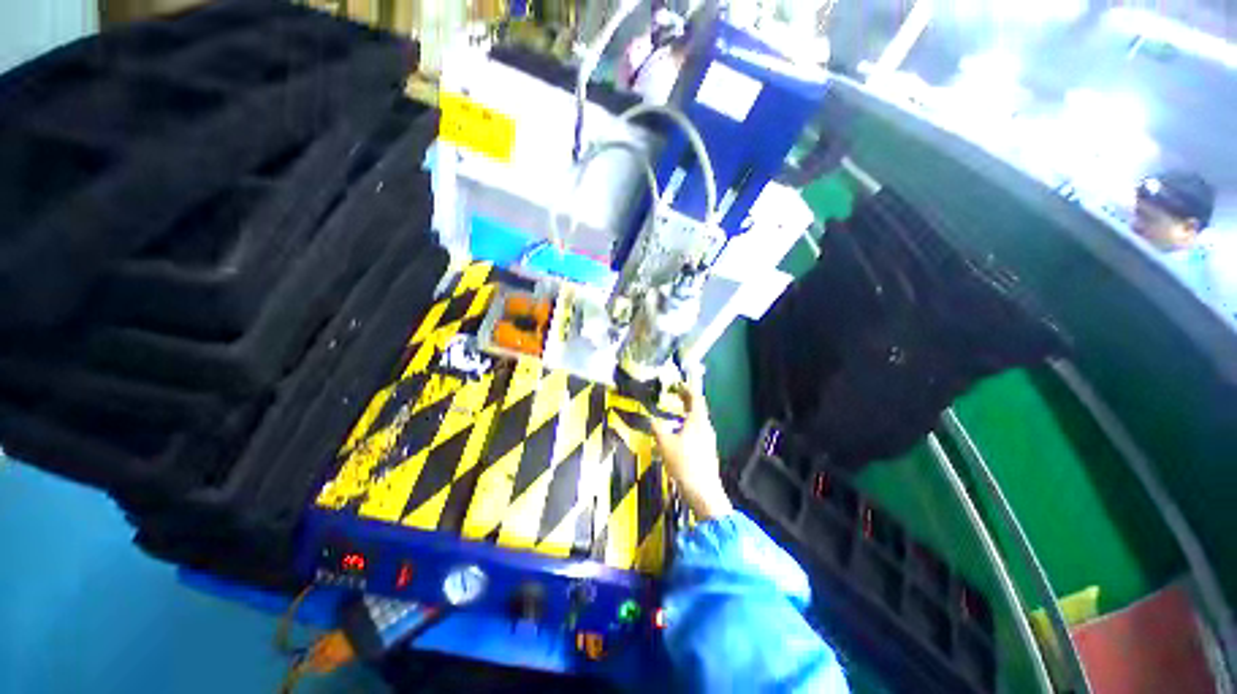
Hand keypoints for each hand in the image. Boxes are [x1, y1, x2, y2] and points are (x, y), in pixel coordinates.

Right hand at [651, 376, 732, 520]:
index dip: (687, 389)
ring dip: (688, 412)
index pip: (696, 398)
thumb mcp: (664, 443)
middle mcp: (706, 427)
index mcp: (698, 421)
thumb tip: (651, 419)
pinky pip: (698, 430)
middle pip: (698, 408)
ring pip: (699, 420)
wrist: (702, 491)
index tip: (679, 384)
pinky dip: (689, 424)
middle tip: (676, 393)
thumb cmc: (683, 463)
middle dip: (687, 399)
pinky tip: (680, 432)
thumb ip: (657, 428)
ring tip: (676, 411)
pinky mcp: (707, 450)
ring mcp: (709, 439)